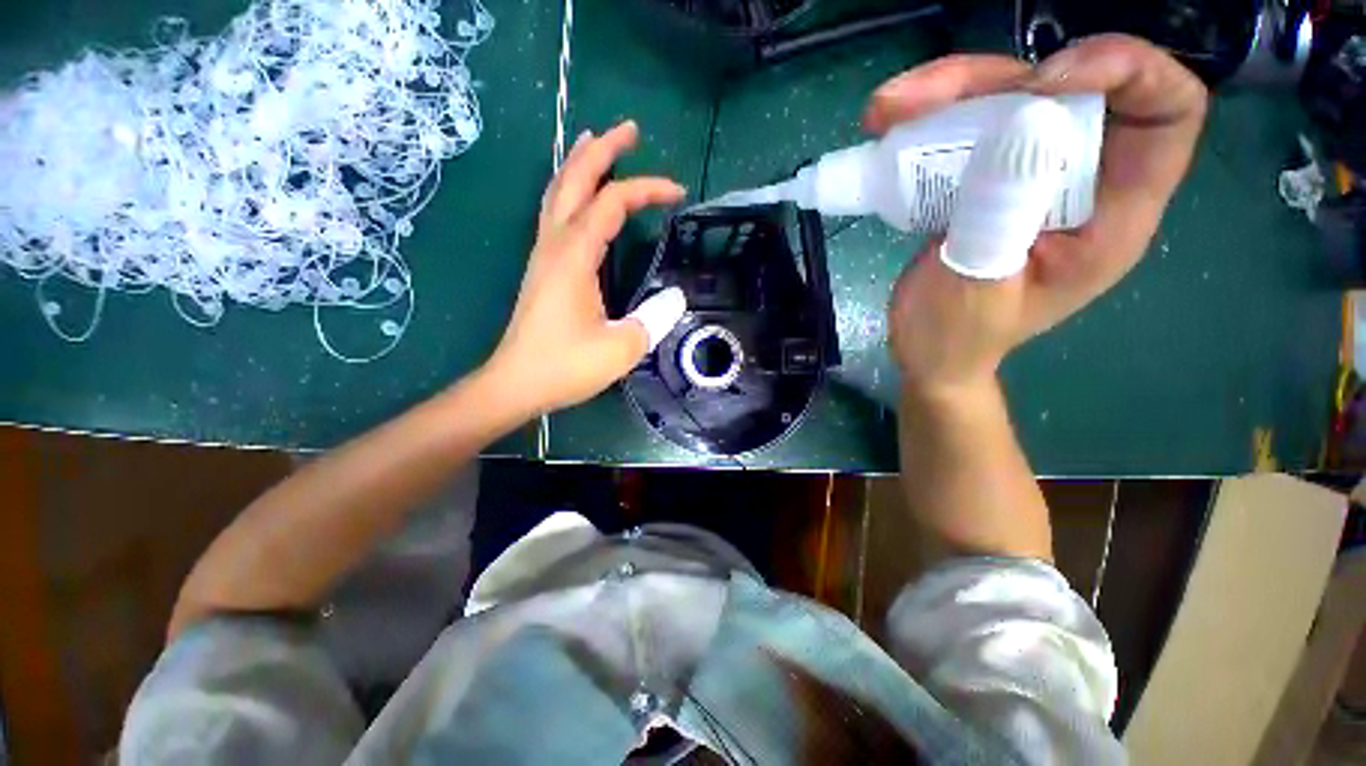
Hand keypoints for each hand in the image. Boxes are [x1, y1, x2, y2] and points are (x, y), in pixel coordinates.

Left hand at [483, 121, 687, 417]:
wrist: (516, 383)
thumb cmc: (565, 366)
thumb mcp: (621, 348)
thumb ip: (653, 319)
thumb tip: (675, 296)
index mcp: (574, 257)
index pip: (612, 203)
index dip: (646, 189)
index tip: (678, 192)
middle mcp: (555, 245)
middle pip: (574, 180)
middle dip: (603, 150)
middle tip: (630, 130)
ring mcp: (544, 254)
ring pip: (558, 193)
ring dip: (580, 164)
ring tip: (599, 143)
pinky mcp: (543, 268)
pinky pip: (556, 214)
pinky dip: (571, 192)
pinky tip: (582, 196)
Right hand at [868, 35, 1206, 394]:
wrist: (929, 353)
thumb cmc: (958, 338)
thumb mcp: (980, 286)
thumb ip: (1002, 214)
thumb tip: (1022, 121)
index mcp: (1112, 215)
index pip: (1167, 112)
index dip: (1128, 71)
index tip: (1045, 81)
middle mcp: (1081, 181)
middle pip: (1066, 90)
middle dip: (996, 79)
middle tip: (918, 99)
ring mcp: (1028, 177)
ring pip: (1007, 101)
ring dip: (947, 94)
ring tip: (884, 113)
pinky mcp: (984, 180)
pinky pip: (967, 130)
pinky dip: (928, 120)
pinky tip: (887, 128)